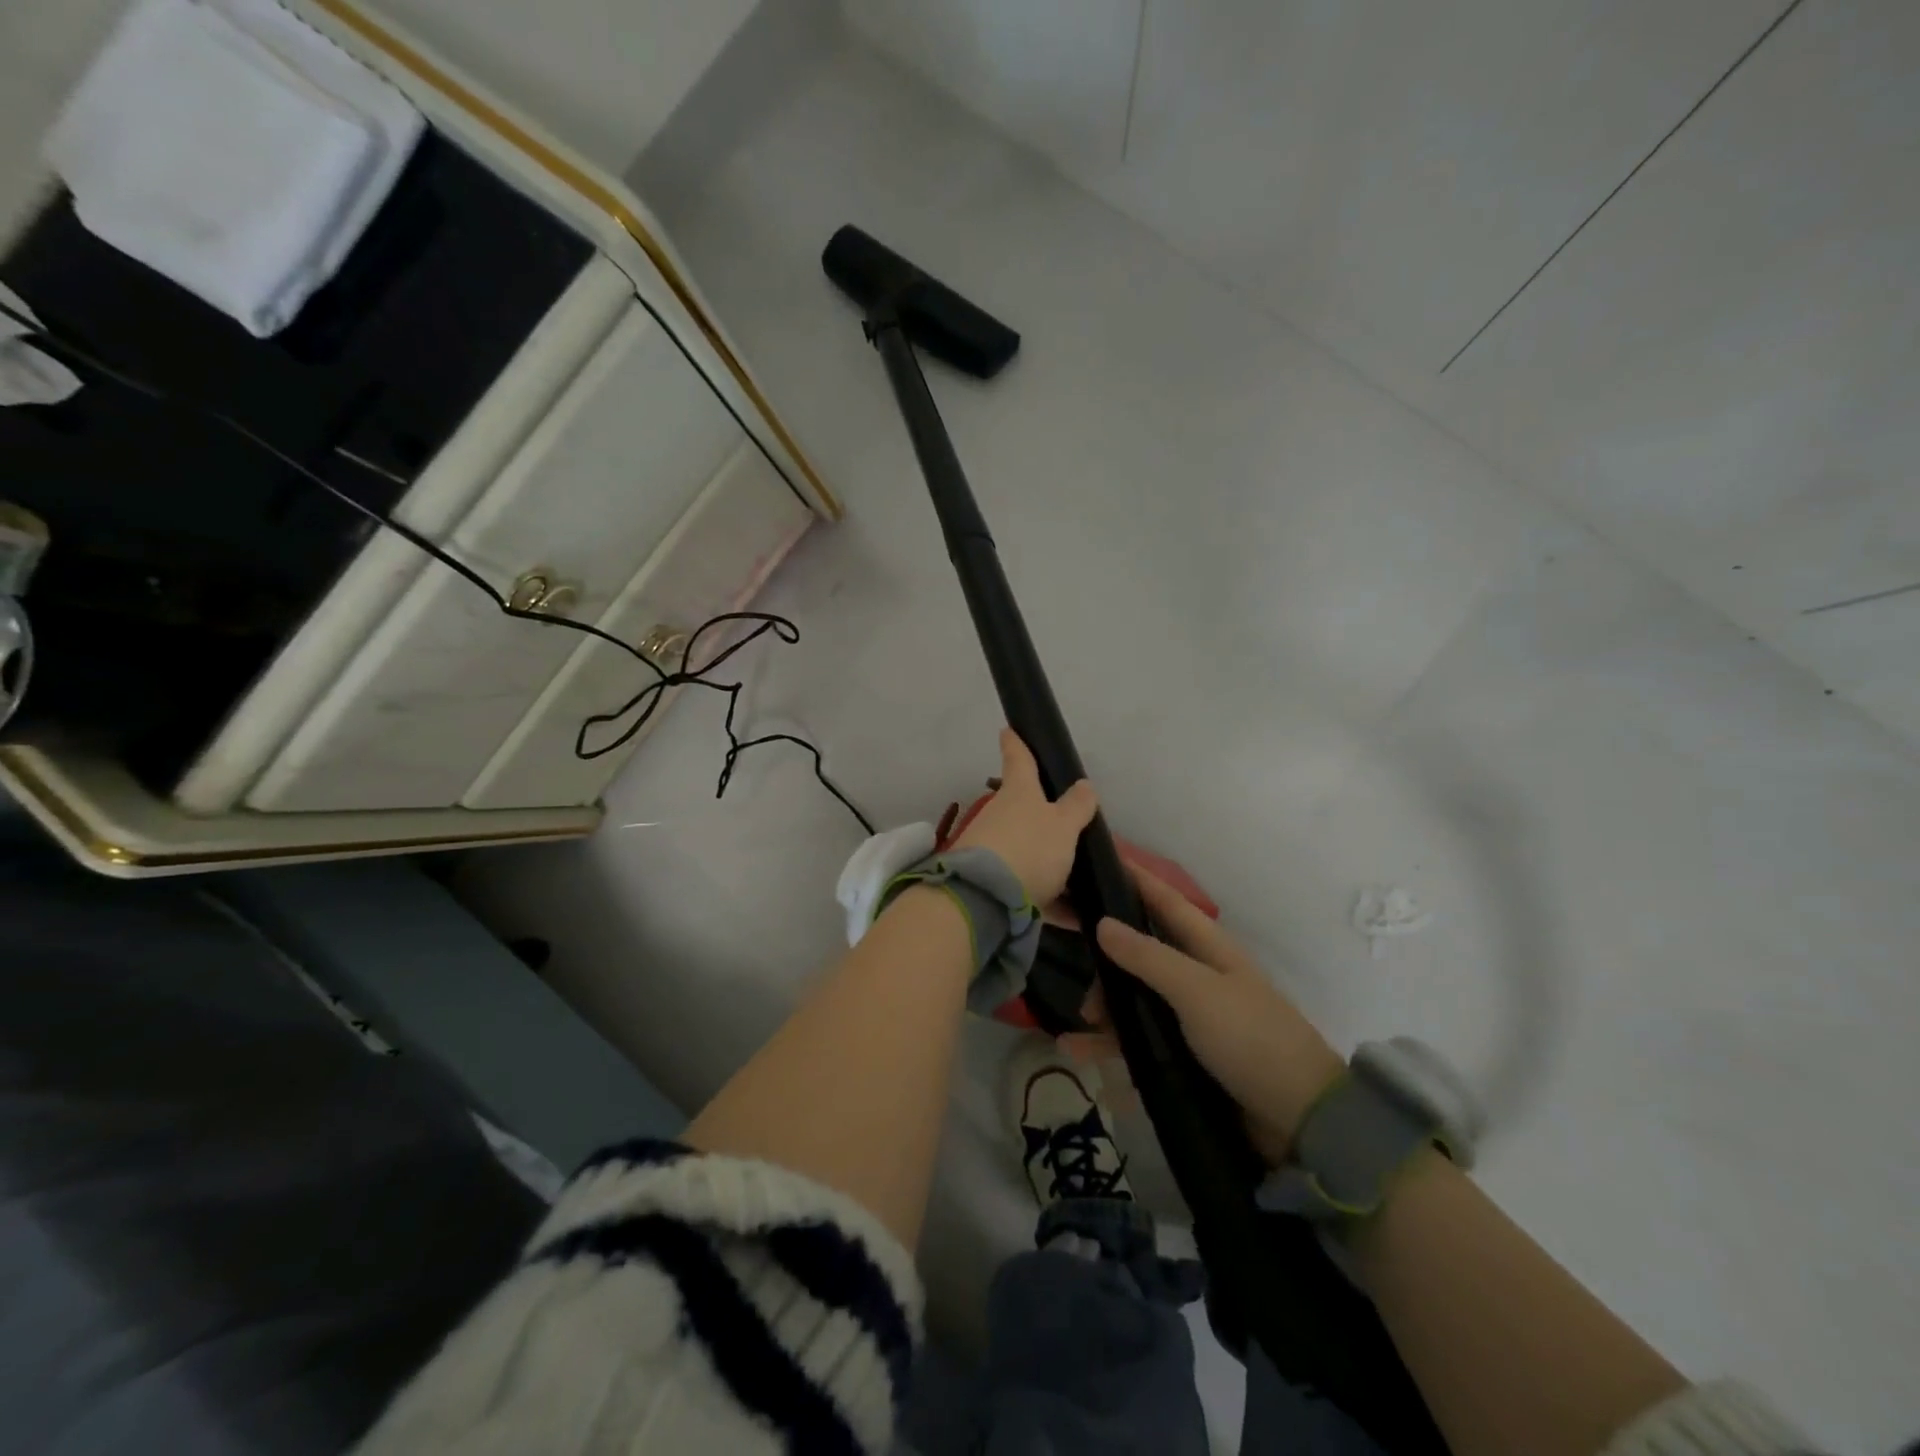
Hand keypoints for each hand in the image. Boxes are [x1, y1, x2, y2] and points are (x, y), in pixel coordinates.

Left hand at [953, 729, 1098, 905]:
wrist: (985, 899)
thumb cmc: (1030, 848)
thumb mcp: (1064, 826)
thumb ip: (1076, 807)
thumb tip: (1084, 784)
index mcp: (1019, 792)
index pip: (1018, 758)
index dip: (1015, 742)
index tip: (1008, 730)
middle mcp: (1001, 816)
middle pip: (1023, 809)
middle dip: (1041, 815)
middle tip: (1071, 825)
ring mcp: (992, 850)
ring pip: (1027, 850)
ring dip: (1050, 863)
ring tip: (1082, 878)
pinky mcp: (992, 884)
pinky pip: (1029, 887)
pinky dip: (1051, 898)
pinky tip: (1075, 915)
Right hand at [1094, 869, 1344, 1163]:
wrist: (1299, 1120)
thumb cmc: (1250, 1039)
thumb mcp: (1197, 992)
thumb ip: (1148, 958)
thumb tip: (1102, 923)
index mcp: (1207, 949)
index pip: (1163, 900)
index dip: (1134, 878)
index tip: (1095, 859)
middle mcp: (1196, 976)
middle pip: (1140, 950)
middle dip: (1103, 952)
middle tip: (1062, 943)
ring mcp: (1190, 1018)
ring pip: (1134, 999)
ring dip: (1104, 1007)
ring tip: (1077, 1024)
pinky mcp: (1185, 1056)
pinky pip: (1137, 1043)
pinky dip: (1109, 1047)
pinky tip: (1080, 1054)